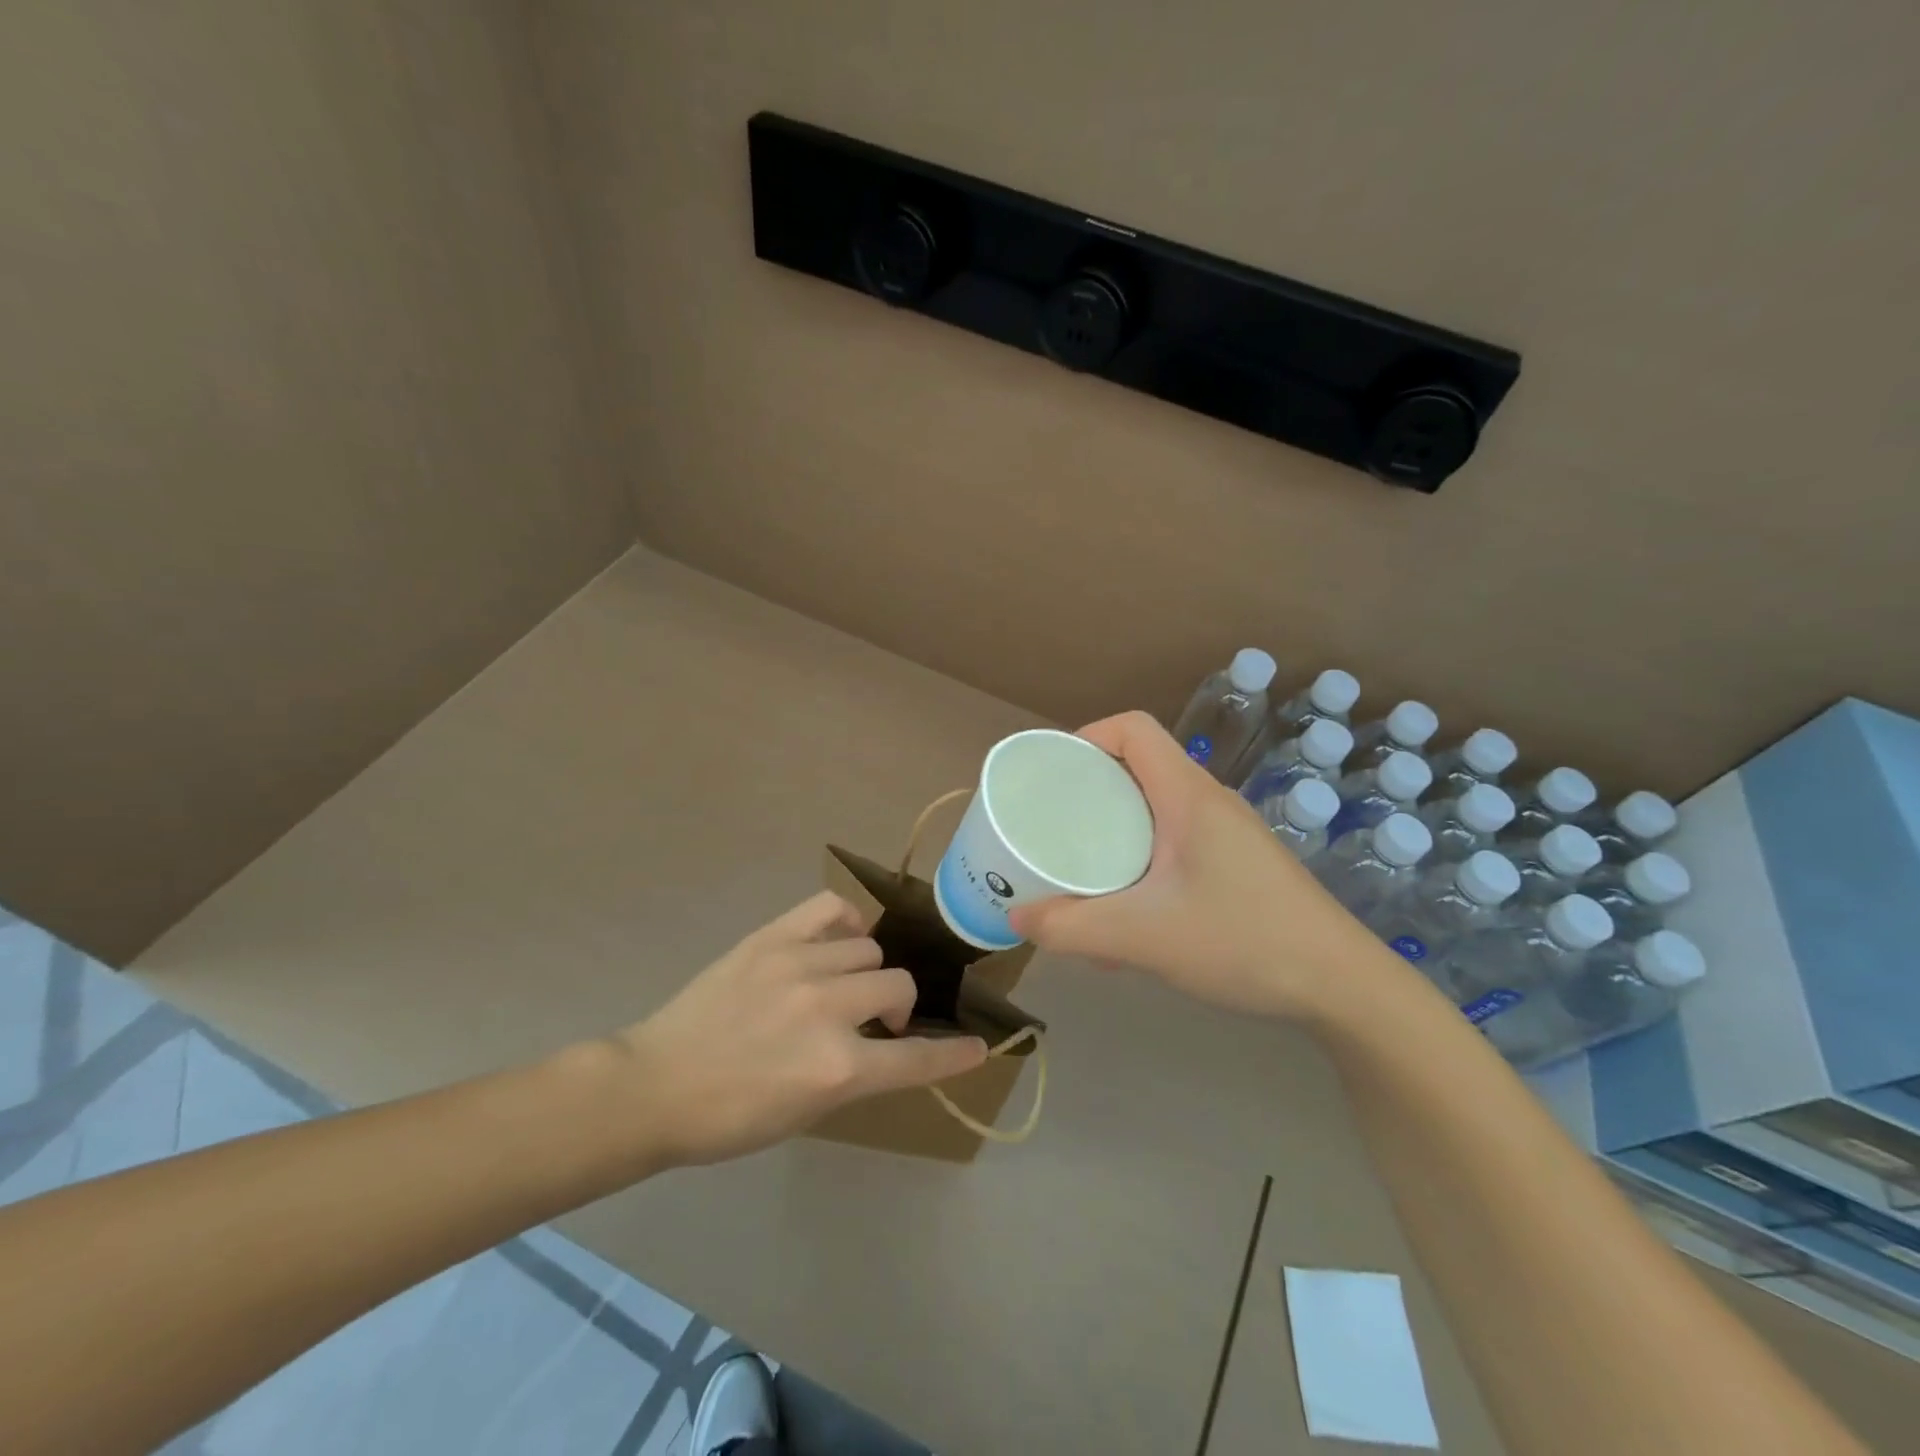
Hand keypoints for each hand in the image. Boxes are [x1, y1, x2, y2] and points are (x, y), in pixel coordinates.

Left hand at [616, 892, 988, 1165]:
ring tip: (841, 984)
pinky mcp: (772, 939)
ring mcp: (800, 966)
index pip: (916, 1058)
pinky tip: (838, 939)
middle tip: (873, 1021)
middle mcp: (828, 1010)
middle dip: (897, 1006)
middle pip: (899, 985)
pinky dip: (846, 921)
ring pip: (869, 949)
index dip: (953, 1056)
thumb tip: (883, 1041)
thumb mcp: (806, 1114)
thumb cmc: (730, 1119)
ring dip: (866, 972)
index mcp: (838, 1069)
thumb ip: (855, 1074)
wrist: (656, 1085)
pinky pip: (831, 908)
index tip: (978, 1048)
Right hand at [1007, 711, 1382, 1019]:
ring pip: (1155, 810)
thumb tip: (1017, 917)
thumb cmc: (1243, 941)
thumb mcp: (1144, 938)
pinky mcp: (1238, 865)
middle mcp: (1208, 802)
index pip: (1133, 729)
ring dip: (1115, 831)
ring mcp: (1228, 834)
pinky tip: (1132, 915)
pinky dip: (1141, 861)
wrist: (1342, 987)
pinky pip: (1175, 844)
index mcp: (1187, 795)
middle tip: (1053, 827)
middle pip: (1138, 767)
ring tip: (1083, 873)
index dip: (1086, 737)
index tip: (1052, 776)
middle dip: (1089, 791)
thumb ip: (1072, 928)